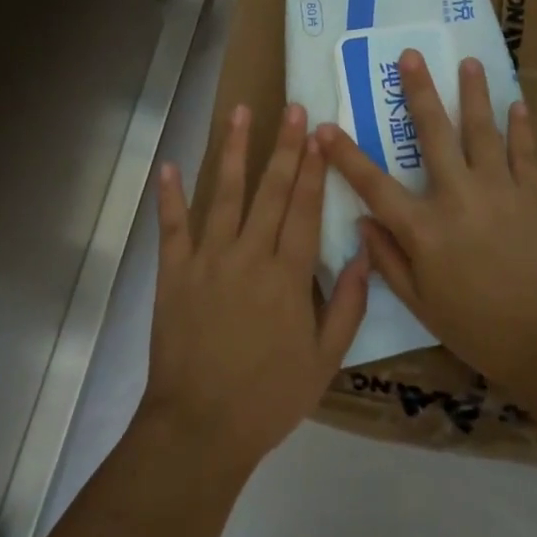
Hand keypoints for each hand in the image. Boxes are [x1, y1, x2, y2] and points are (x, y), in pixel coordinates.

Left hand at [140, 103, 369, 477]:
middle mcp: (249, 256)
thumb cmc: (269, 397)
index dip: (314, 169)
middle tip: (293, 109)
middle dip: (284, 146)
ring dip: (232, 151)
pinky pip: (172, 227)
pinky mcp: (174, 273)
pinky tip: (170, 165)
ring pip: (223, 194)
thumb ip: (349, 304)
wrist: (200, 428)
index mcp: (288, 276)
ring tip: (240, 113)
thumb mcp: (325, 360)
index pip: (305, 208)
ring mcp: (208, 260)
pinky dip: (170, 196)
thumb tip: (366, 252)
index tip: (319, 134)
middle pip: (270, 191)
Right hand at [317, 51, 536, 398]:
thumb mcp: (423, 305)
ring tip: (468, 62)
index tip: (324, 127)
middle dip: (419, 92)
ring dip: (473, 94)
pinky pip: (525, 151)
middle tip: (410, 56)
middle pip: (434, 133)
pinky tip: (517, 104)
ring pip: (483, 130)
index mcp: (425, 228)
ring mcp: (501, 189)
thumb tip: (362, 224)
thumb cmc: (481, 330)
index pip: (374, 185)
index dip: (345, 155)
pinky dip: (521, 127)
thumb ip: (389, 261)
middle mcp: (459, 196)